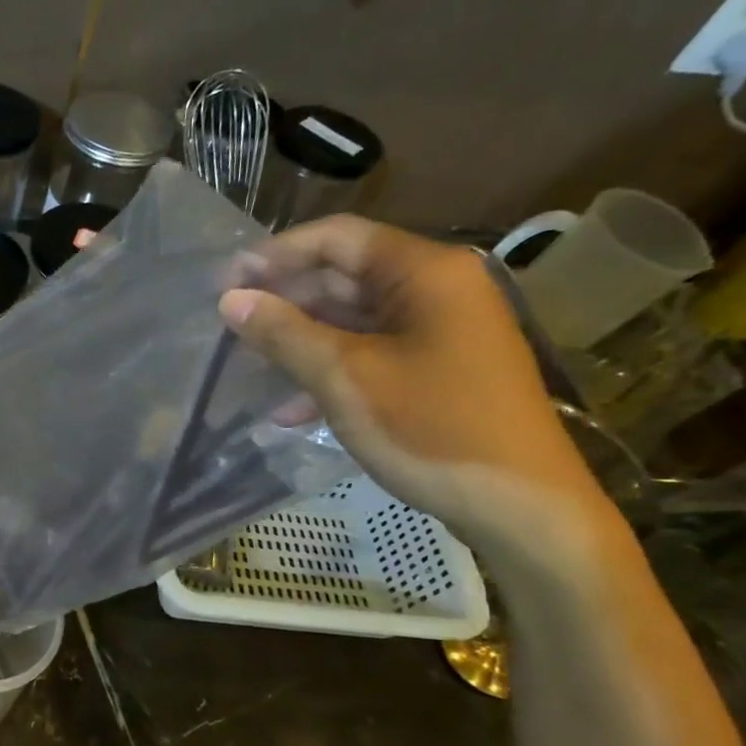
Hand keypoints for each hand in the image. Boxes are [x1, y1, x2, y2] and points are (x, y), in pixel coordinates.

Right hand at [219, 214, 610, 558]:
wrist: (521, 507)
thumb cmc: (433, 429)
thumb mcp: (346, 378)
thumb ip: (285, 334)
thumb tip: (230, 300)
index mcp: (425, 273)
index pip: (338, 238)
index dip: (276, 254)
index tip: (225, 282)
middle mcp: (437, 289)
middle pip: (345, 276)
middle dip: (284, 300)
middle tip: (228, 326)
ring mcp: (440, 331)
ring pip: (354, 320)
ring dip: (300, 340)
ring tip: (248, 364)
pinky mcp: (438, 370)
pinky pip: (372, 354)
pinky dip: (330, 371)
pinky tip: (288, 409)